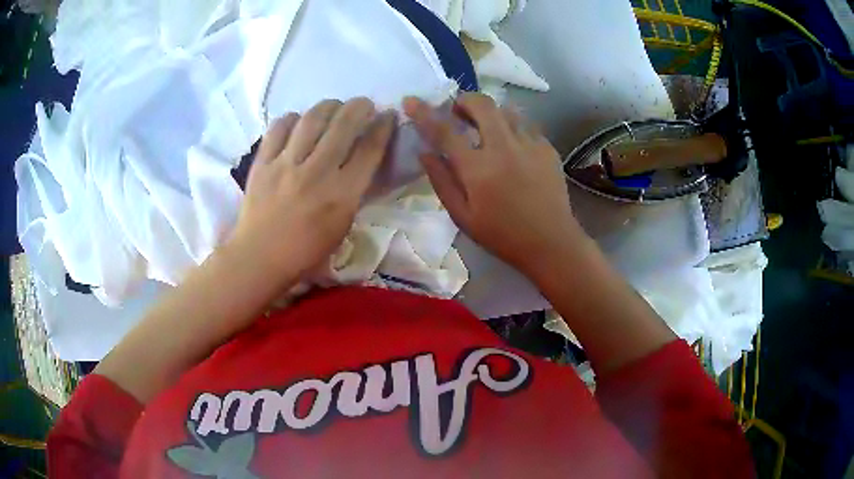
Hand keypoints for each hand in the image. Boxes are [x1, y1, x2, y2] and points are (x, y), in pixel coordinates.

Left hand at [228, 98, 395, 283]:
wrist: (260, 257)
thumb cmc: (306, 250)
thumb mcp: (342, 225)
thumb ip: (354, 190)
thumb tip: (361, 158)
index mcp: (342, 195)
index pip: (369, 149)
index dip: (383, 126)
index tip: (388, 115)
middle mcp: (316, 173)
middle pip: (343, 124)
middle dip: (360, 107)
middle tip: (363, 104)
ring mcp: (286, 165)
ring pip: (312, 119)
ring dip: (328, 106)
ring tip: (333, 107)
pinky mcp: (263, 162)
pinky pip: (279, 127)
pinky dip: (292, 118)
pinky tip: (298, 121)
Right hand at [404, 93, 586, 275]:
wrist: (552, 243)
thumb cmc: (502, 235)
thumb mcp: (462, 217)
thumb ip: (441, 181)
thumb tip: (425, 153)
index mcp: (478, 168)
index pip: (444, 131)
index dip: (424, 113)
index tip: (411, 101)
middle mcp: (504, 147)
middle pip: (482, 104)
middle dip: (465, 100)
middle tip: (459, 113)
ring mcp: (530, 144)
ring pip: (506, 110)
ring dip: (490, 113)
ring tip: (486, 130)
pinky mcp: (548, 148)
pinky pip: (525, 125)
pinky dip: (512, 127)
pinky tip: (511, 146)